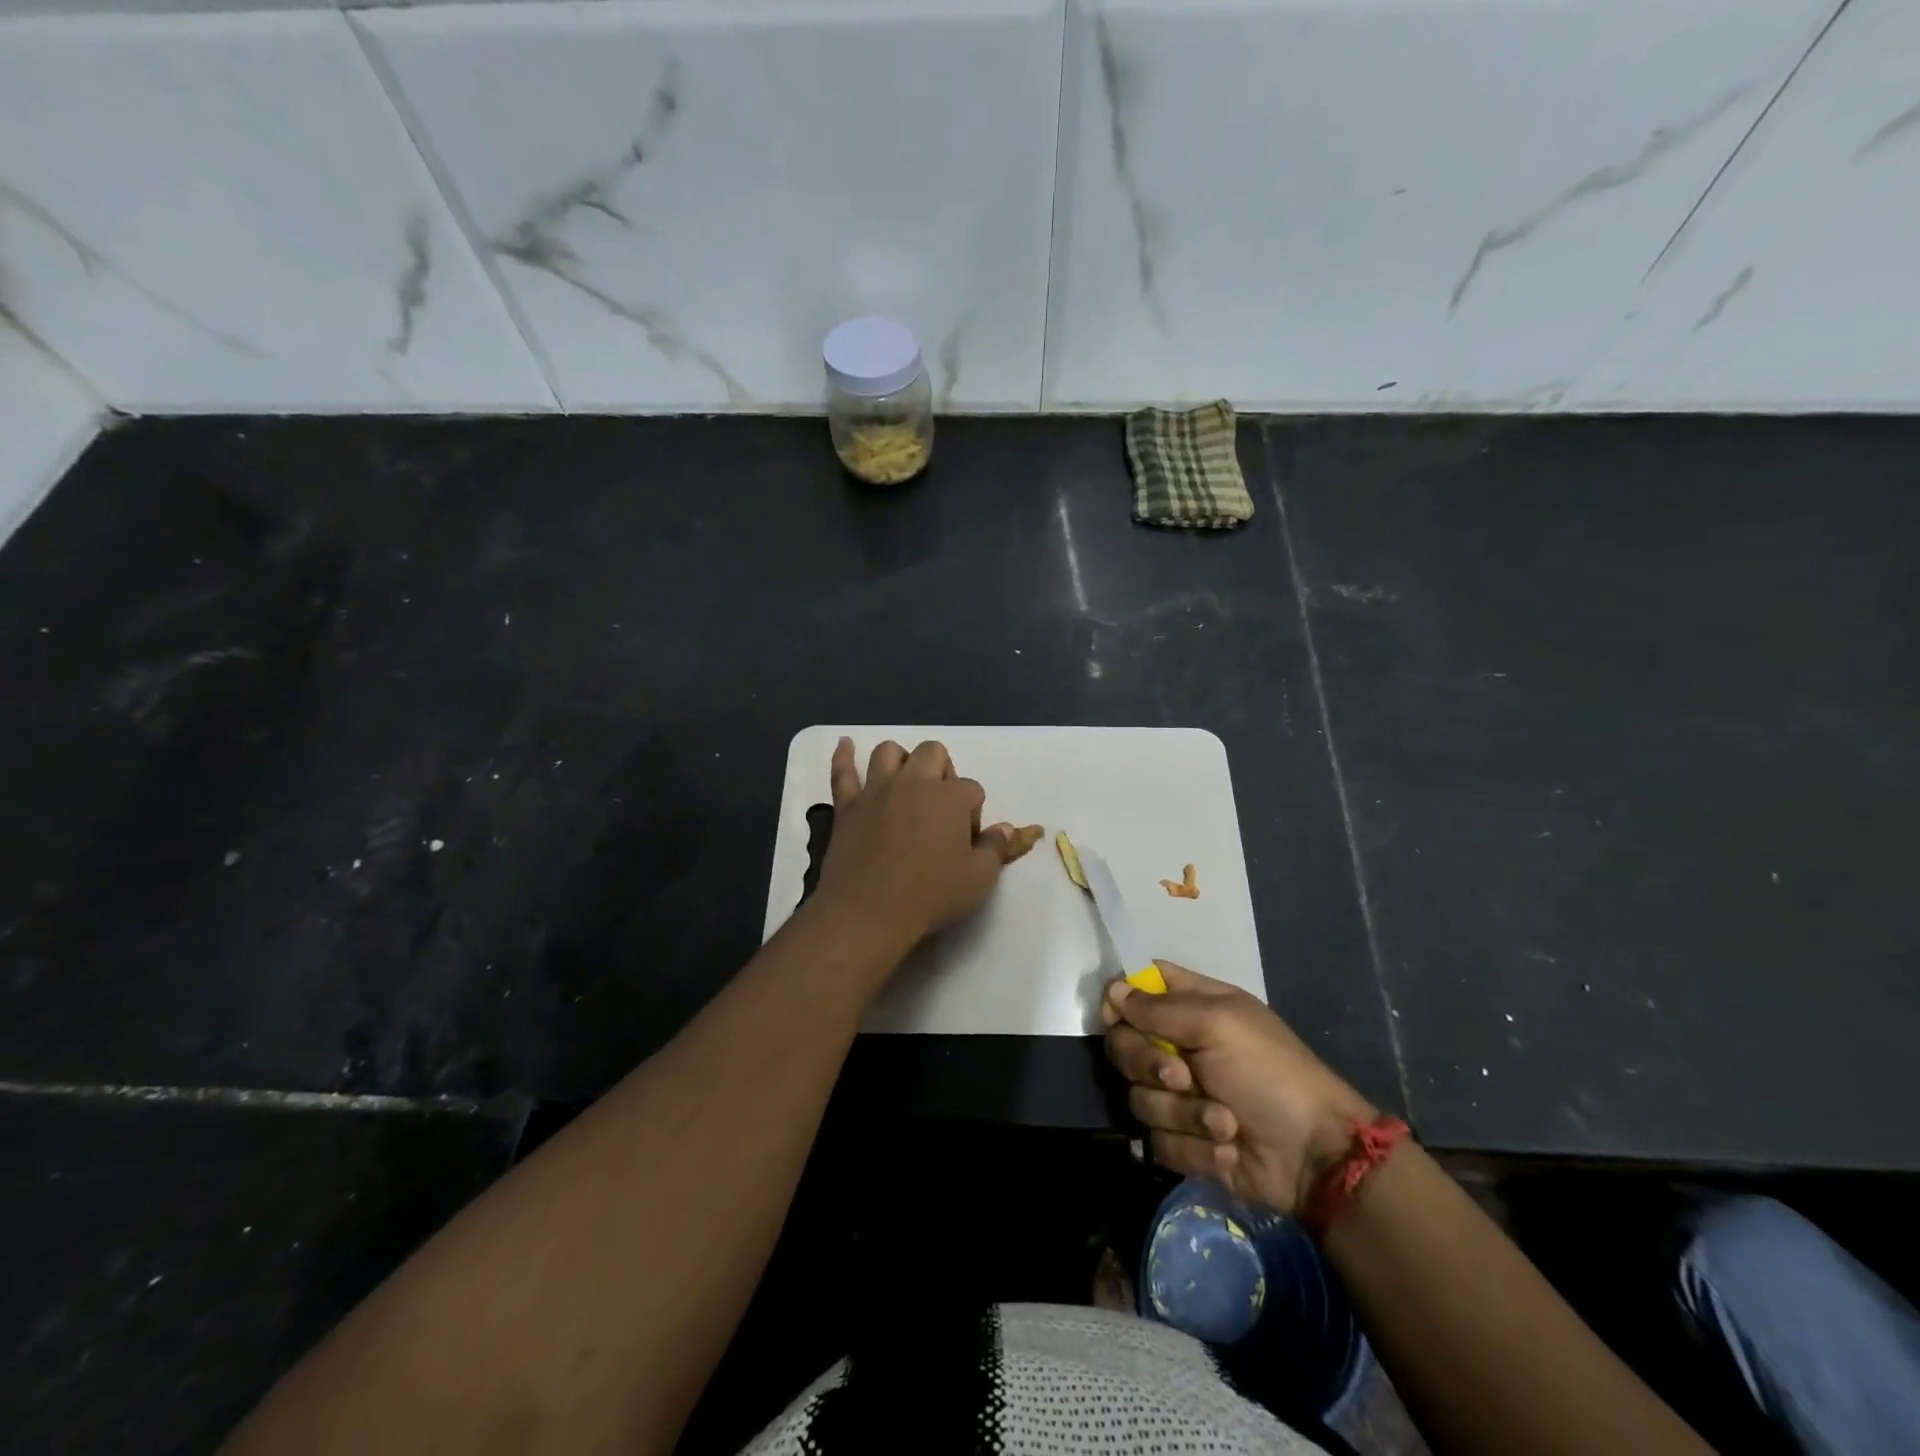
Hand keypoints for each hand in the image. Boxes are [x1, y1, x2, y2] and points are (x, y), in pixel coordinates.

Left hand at [813, 737, 1020, 961]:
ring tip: (905, 782)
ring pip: (888, 752)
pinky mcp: (847, 806)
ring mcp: (876, 791)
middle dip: (943, 771)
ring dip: (901, 760)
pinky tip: (846, 744)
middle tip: (941, 805)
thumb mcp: (979, 879)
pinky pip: (843, 772)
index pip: (972, 789)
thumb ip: (995, 848)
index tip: (967, 839)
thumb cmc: (930, 896)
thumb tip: (1007, 828)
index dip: (974, 812)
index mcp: (949, 797)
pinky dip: (844, 756)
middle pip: (933, 753)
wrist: (868, 912)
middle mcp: (914, 783)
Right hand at [1103, 963, 1377, 1215]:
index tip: (1117, 1017)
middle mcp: (1178, 1047)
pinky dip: (1194, 1148)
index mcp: (1191, 1007)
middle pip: (1124, 1045)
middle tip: (1183, 1078)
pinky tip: (1227, 1149)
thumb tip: (1113, 991)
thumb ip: (1159, 1008)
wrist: (1314, 1156)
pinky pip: (1159, 1141)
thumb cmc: (1270, 1073)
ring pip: (1139, 1097)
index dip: (1120, 999)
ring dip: (1183, 1114)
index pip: (1138, 989)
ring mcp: (1179, 1096)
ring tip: (1225, 1123)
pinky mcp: (1183, 1141)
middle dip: (1149, 1065)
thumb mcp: (1218, 1025)